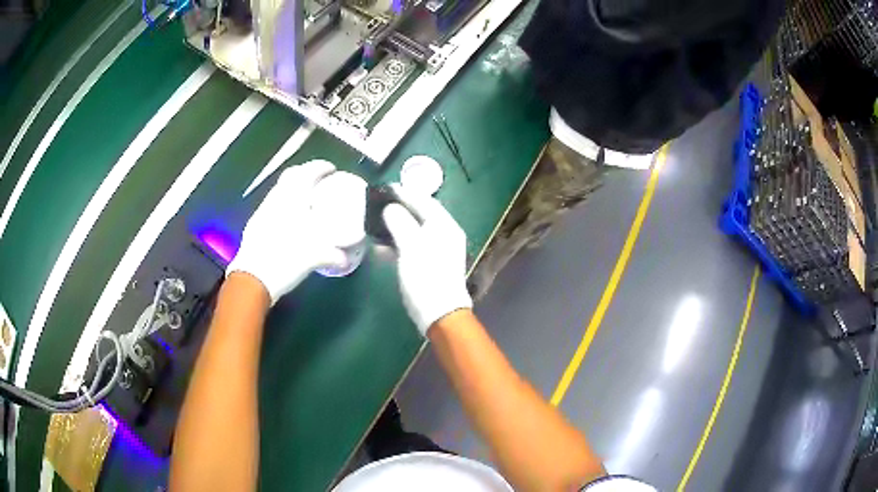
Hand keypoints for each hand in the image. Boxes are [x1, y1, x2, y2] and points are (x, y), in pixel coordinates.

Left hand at [227, 160, 346, 304]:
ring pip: (279, 190)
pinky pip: (272, 205)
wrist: (253, 279)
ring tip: (306, 200)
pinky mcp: (254, 225)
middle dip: (305, 173)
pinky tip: (289, 219)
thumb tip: (345, 258)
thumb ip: (332, 254)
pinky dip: (283, 204)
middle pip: (290, 176)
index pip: (307, 172)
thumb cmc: (285, 260)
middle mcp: (276, 200)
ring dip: (293, 189)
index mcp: (292, 199)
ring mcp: (262, 211)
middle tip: (319, 181)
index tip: (331, 169)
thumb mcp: (315, 257)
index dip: (321, 167)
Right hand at [382, 184, 471, 334]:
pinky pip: (411, 247)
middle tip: (377, 203)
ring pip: (414, 231)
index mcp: (445, 226)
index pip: (425, 201)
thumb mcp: (411, 247)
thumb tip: (391, 208)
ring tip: (374, 223)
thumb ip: (400, 223)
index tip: (385, 187)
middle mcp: (444, 235)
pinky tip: (380, 247)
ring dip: (396, 227)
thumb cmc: (426, 277)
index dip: (405, 193)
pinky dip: (397, 244)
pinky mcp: (429, 265)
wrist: (439, 314)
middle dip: (399, 208)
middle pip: (420, 215)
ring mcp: (437, 251)